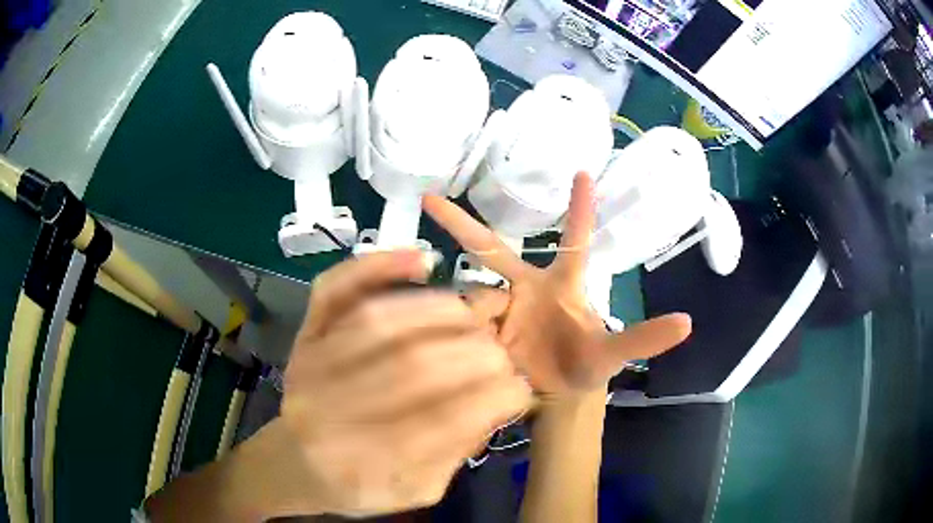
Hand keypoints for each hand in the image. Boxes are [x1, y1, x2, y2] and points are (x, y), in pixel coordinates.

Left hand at [281, 251, 531, 516]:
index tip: (520, 388)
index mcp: (365, 464)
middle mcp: (332, 410)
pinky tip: (420, 260)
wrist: (293, 462)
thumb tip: (499, 399)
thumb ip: (457, 452)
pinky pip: (334, 288)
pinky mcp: (305, 334)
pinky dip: (377, 265)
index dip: (497, 395)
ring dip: (444, 312)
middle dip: (478, 354)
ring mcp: (312, 362)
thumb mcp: (414, 490)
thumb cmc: (358, 484)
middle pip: (416, 366)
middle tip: (501, 356)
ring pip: (382, 321)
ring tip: (476, 317)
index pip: (446, 421)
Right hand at [425, 173, 691, 394]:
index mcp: (562, 283)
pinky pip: (460, 324)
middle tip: (429, 199)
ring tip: (491, 348)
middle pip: (490, 250)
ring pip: (472, 295)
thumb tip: (689, 322)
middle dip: (460, 224)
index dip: (580, 207)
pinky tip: (451, 349)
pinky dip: (455, 333)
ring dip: (473, 315)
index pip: (574, 239)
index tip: (583, 170)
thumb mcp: (613, 353)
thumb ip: (645, 338)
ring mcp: (499, 309)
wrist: (554, 396)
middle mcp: (525, 288)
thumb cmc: (585, 365)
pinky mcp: (480, 332)